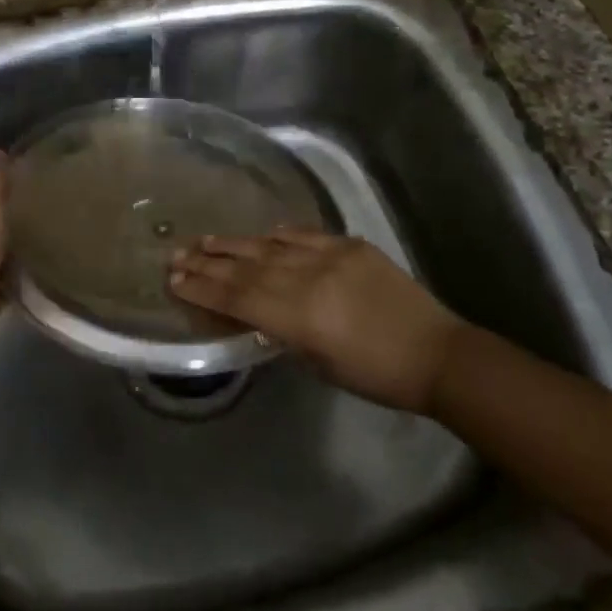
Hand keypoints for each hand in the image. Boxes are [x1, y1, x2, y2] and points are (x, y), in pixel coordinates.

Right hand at [170, 228, 467, 413]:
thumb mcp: (322, 365)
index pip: (238, 298)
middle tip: (176, 255)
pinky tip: (260, 234)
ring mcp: (330, 256)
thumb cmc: (377, 376)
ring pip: (270, 246)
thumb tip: (262, 316)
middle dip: (208, 263)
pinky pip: (304, 235)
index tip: (174, 280)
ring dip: (235, 244)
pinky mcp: (350, 245)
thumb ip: (287, 334)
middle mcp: (308, 279)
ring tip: (204, 241)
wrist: (437, 353)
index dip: (203, 288)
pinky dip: (278, 235)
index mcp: (300, 317)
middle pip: (247, 268)